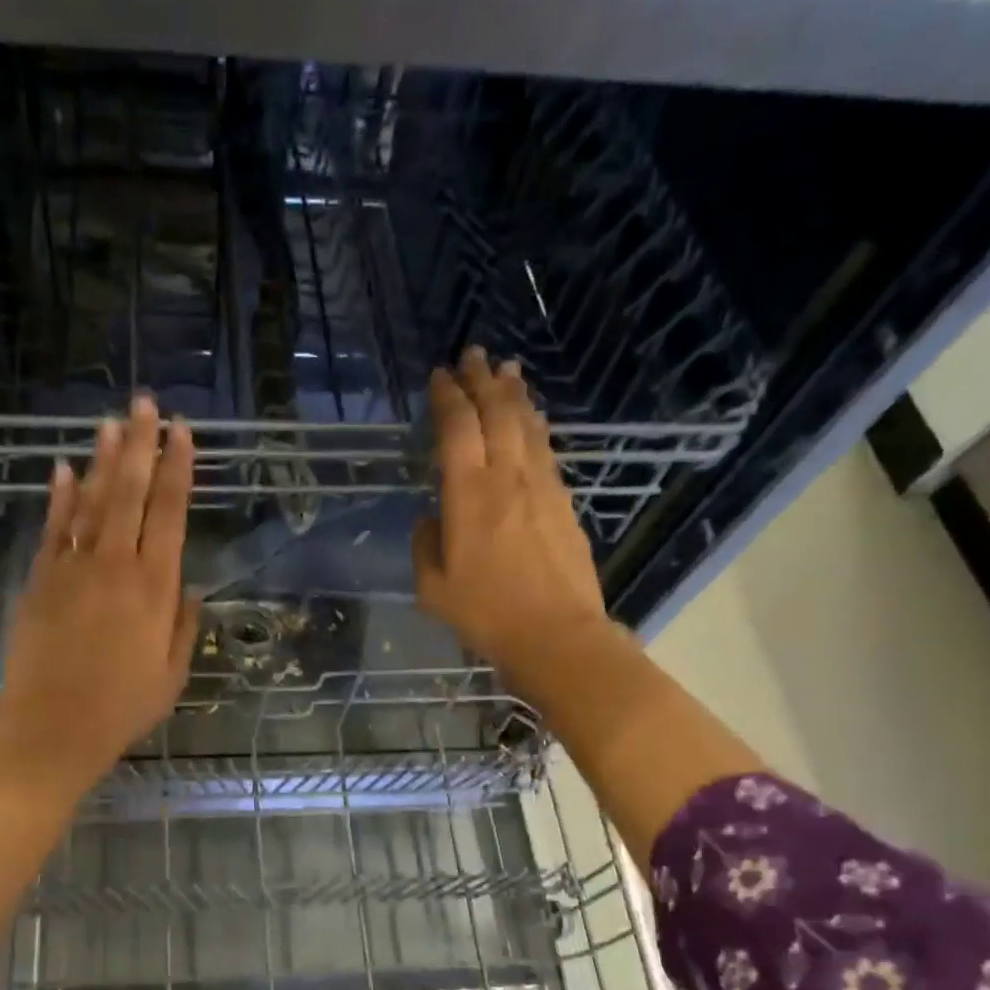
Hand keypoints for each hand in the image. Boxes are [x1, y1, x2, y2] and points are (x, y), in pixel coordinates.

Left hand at [0, 396, 200, 798]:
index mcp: (155, 590)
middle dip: (142, 446)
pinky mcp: (39, 582)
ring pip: (92, 502)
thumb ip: (184, 626)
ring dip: (104, 461)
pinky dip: (60, 498)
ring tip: (112, 423)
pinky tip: (65, 470)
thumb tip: (191, 587)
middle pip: (131, 494)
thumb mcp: (172, 676)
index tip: (183, 433)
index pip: (170, 514)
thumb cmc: (121, 710)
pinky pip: (53, 530)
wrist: (52, 731)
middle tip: (147, 404)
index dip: (178, 470)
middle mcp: (115, 567)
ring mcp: (72, 570)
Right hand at [412, 347, 611, 680]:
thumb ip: (426, 545)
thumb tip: (434, 519)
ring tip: (507, 371)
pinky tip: (532, 421)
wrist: (556, 634)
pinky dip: (535, 427)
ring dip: (514, 395)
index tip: (440, 375)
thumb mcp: (432, 588)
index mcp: (468, 495)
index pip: (457, 429)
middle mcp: (507, 477)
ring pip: (527, 426)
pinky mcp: (563, 502)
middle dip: (483, 380)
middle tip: (474, 354)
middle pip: (497, 413)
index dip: (448, 397)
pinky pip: (545, 450)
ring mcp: (541, 486)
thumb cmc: (485, 614)